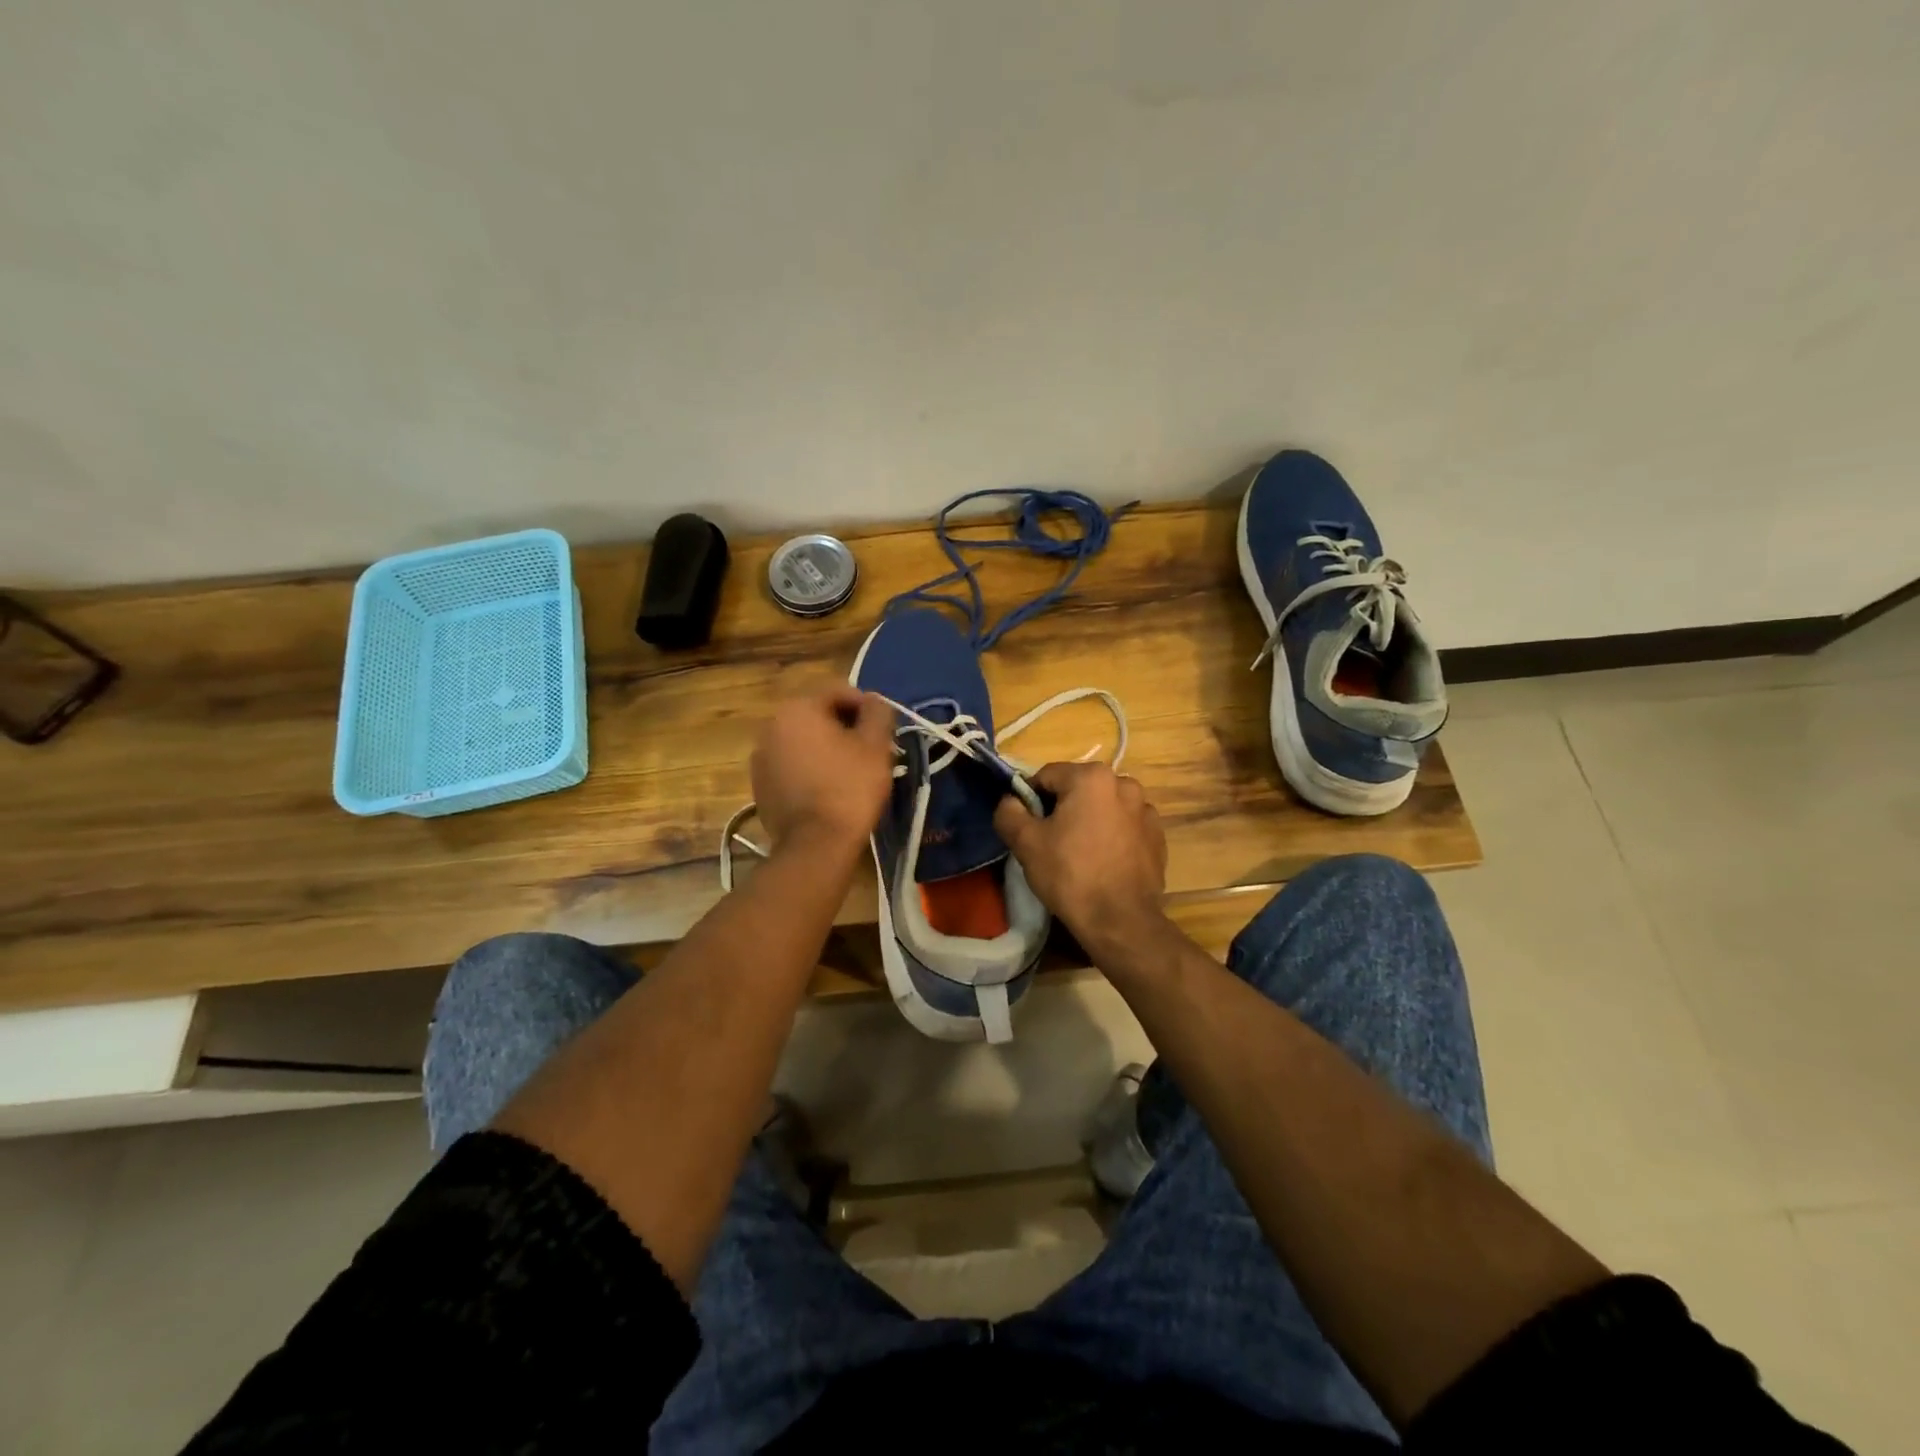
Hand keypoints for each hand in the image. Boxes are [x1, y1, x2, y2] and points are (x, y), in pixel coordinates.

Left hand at [750, 686, 895, 856]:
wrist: (815, 845)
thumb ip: (878, 712)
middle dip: (845, 728)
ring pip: (803, 742)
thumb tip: (874, 701)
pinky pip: (792, 766)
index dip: (866, 706)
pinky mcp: (760, 786)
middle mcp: (771, 726)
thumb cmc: (850, 788)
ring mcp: (761, 758)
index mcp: (797, 709)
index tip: (884, 729)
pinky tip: (829, 790)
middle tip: (872, 751)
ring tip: (852, 772)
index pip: (838, 691)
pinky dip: (811, 770)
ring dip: (827, 749)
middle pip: (818, 716)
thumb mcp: (876, 745)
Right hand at [993, 762, 1170, 961]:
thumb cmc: (1070, 874)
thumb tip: (1010, 801)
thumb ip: (1009, 812)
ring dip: (1089, 821)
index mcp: (1092, 777)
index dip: (1030, 799)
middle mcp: (1124, 784)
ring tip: (1079, 854)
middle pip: (1078, 789)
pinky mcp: (1158, 837)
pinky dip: (1112, 836)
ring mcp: (1146, 810)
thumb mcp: (1025, 842)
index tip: (1025, 827)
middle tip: (1050, 842)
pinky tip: (1103, 863)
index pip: (1046, 776)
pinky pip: (1125, 827)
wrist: (1120, 920)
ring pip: (1103, 807)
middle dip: (1062, 809)